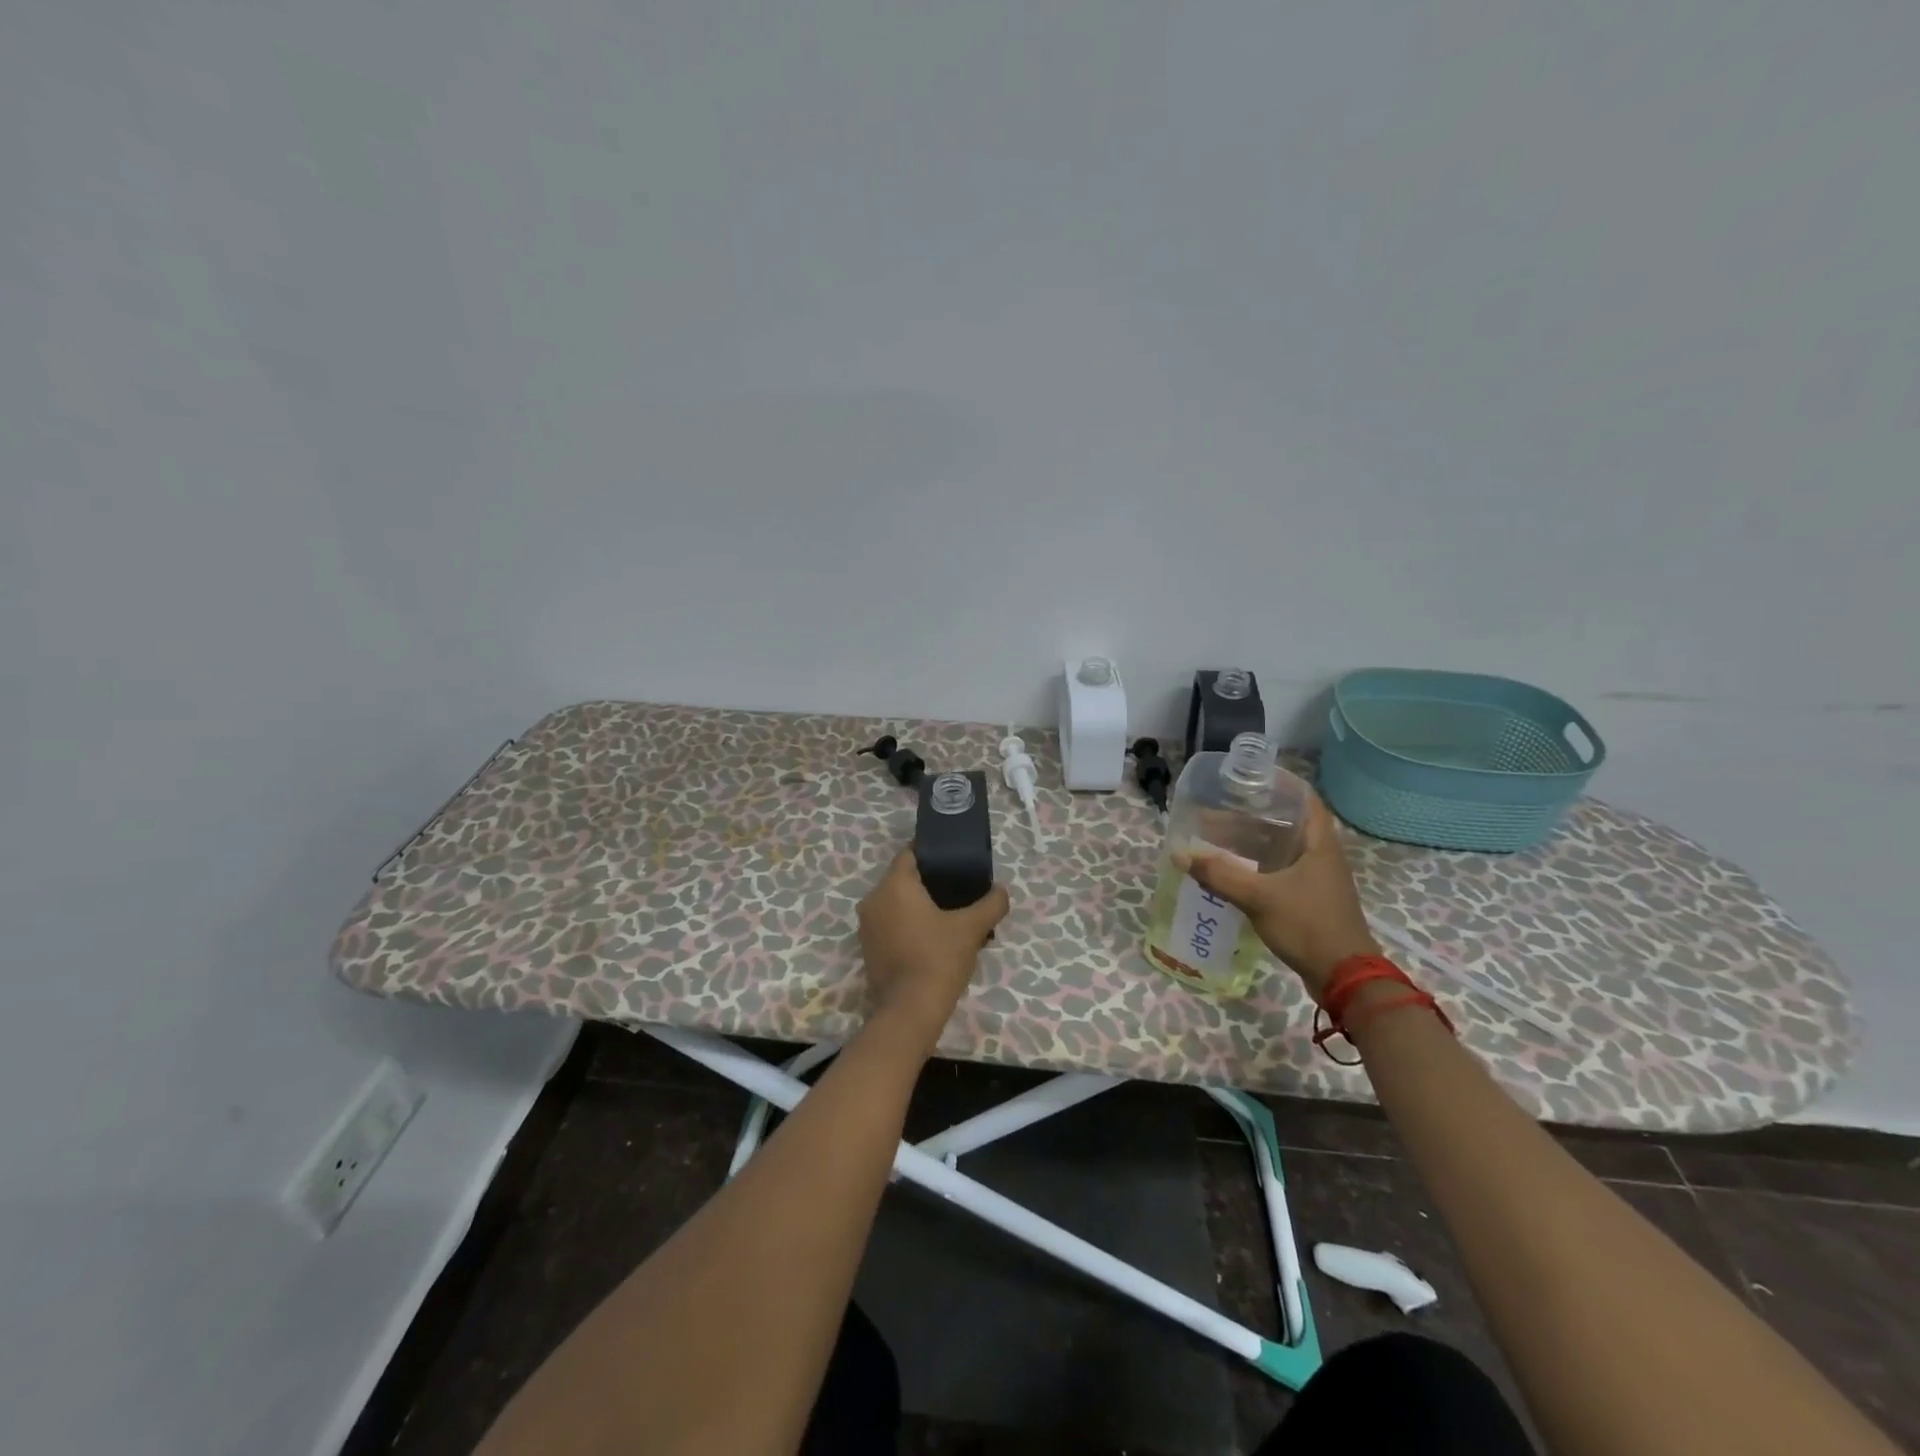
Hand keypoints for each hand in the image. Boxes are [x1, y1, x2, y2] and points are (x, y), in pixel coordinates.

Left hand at [857, 850, 1009, 1040]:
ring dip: (918, 907)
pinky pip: (890, 925)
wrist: (910, 1011)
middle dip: (929, 883)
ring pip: (895, 904)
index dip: (932, 854)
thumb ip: (991, 904)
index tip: (953, 862)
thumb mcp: (972, 928)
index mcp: (894, 885)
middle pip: (902, 879)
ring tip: (949, 917)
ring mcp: (866, 927)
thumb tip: (1001, 891)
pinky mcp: (868, 949)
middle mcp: (873, 900)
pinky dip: (908, 926)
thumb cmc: (939, 958)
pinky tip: (932, 939)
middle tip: (958, 892)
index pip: (910, 854)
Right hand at [1182, 792, 1378, 1001]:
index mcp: (1320, 843)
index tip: (1250, 777)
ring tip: (1219, 836)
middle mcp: (1322, 855)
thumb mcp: (1259, 897)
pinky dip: (1257, 865)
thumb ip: (1219, 874)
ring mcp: (1318, 879)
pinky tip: (1232, 870)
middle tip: (1221, 807)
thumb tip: (1181, 854)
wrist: (1344, 977)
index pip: (1305, 798)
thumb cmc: (1308, 925)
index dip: (1280, 783)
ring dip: (1253, 841)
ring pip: (1282, 848)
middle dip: (1254, 814)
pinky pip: (1280, 870)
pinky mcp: (1310, 900)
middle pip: (1287, 823)